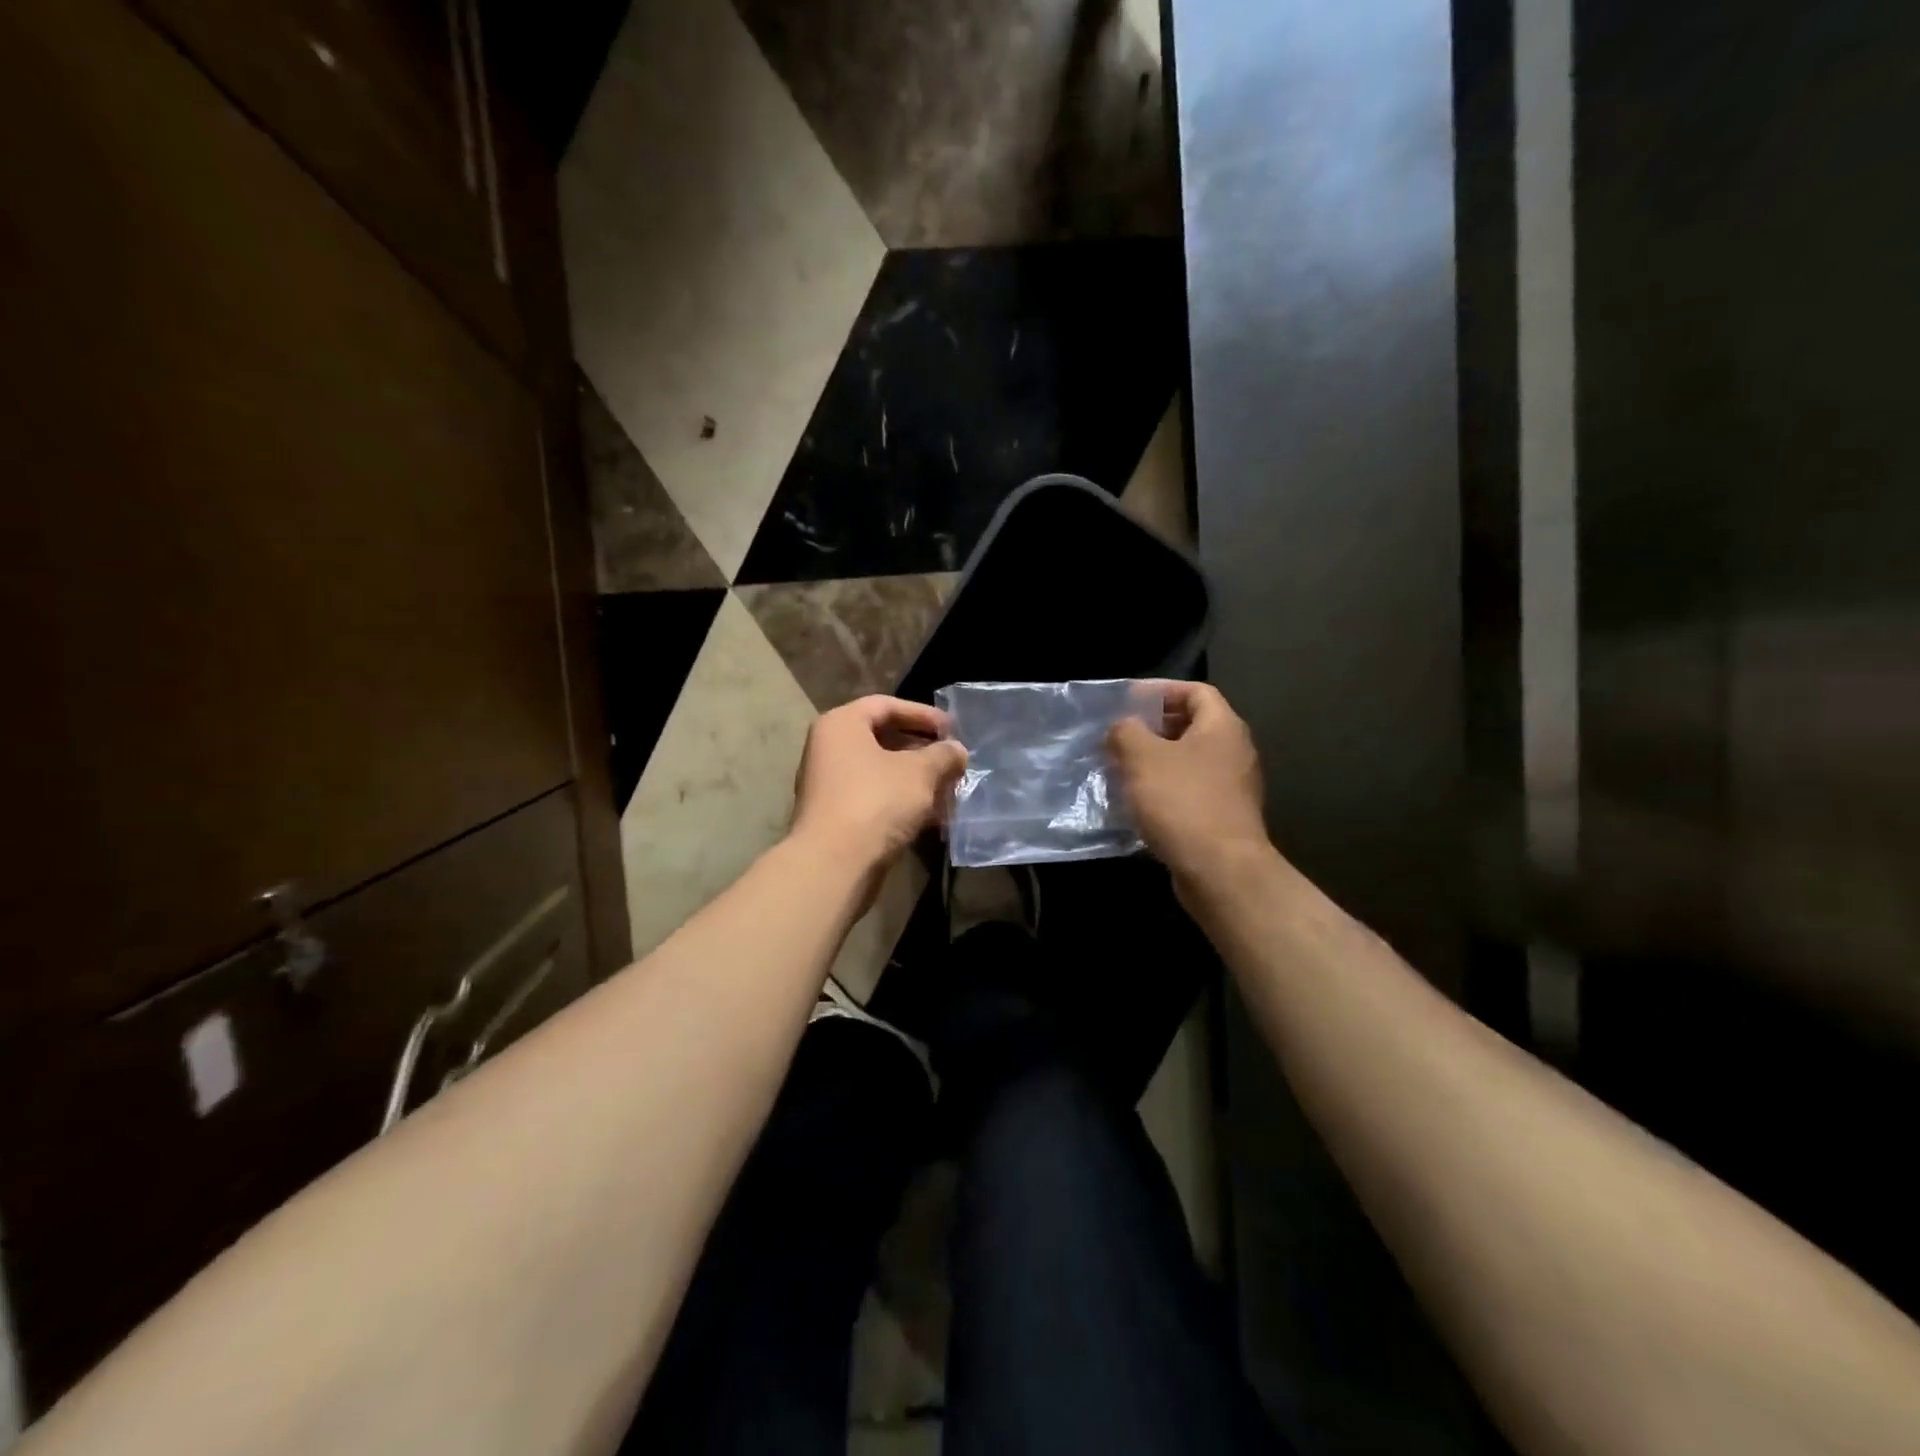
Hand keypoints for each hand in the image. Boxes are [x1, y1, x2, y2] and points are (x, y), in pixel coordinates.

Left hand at [790, 696, 967, 895]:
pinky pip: (875, 798)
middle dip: (923, 751)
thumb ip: (943, 755)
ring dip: (916, 780)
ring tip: (949, 791)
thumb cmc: (877, 802)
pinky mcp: (836, 817)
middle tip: (953, 761)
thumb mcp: (920, 772)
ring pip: (881, 772)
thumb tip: (957, 751)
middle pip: (883, 739)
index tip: (953, 729)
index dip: (923, 714)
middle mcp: (829, 749)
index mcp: (842, 725)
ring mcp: (829, 785)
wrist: (834, 865)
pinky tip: (933, 818)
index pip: (886, 705)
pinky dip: (903, 802)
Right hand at [1108, 682, 1269, 887]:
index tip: (1129, 700)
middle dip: (1154, 727)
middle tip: (1120, 735)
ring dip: (1156, 761)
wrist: (1220, 869)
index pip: (1196, 691)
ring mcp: (1233, 787)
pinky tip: (1139, 802)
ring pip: (1189, 761)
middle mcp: (1235, 751)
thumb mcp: (1142, 757)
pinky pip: (1190, 790)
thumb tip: (1122, 727)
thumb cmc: (1182, 802)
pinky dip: (1165, 789)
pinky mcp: (1224, 817)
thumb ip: (1126, 732)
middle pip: (1193, 726)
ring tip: (1122, 768)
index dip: (1161, 689)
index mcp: (1222, 727)